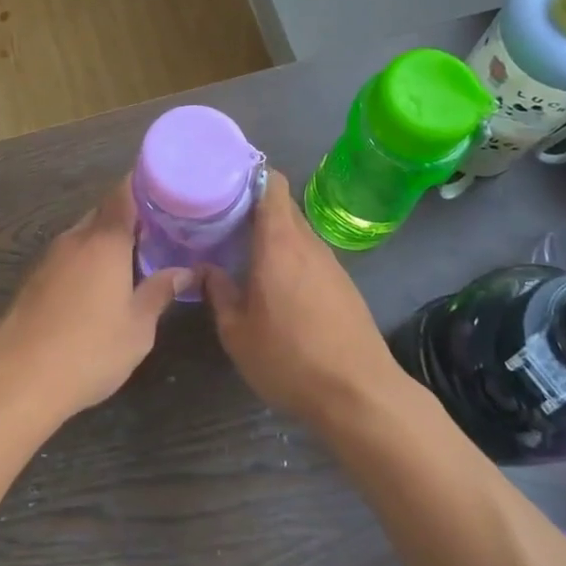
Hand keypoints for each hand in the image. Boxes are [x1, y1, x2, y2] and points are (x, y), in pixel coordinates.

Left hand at [0, 178, 192, 425]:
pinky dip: (85, 263)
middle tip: (158, 234)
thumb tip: (185, 271)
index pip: (123, 194)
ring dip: (105, 243)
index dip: (143, 186)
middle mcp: (74, 240)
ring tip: (134, 263)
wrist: (16, 380)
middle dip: (128, 219)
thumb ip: (160, 292)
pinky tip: (98, 289)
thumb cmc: (89, 351)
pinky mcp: (31, 282)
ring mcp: (47, 260)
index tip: (165, 191)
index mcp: (104, 241)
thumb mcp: (138, 328)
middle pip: (102, 214)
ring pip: (82, 237)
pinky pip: (66, 259)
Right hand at [204, 171, 403, 422]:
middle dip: (251, 203)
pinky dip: (288, 254)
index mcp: (279, 243)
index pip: (272, 183)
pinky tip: (272, 279)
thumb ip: (219, 293)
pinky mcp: (342, 285)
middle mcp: (307, 243)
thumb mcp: (238, 333)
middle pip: (281, 205)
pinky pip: (308, 254)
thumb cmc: (290, 359)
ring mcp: (330, 263)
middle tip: (218, 215)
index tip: (221, 178)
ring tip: (239, 245)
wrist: (359, 393)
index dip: (249, 173)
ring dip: (269, 232)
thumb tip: (206, 269)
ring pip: (295, 231)